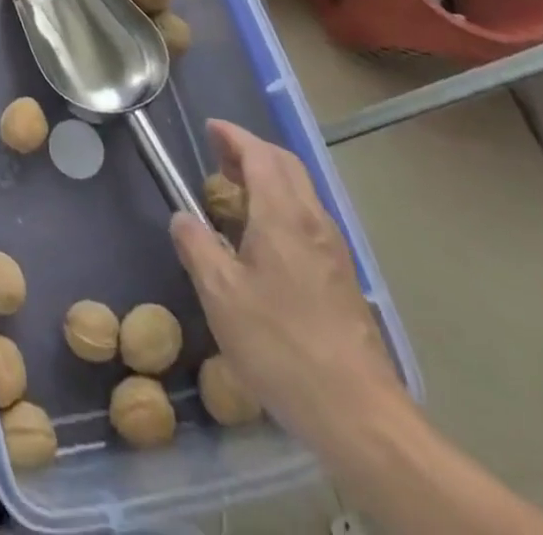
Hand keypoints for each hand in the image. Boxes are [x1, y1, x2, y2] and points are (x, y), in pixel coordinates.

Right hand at [170, 121, 403, 449]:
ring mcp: (333, 250)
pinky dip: (281, 204)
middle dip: (252, 150)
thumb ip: (197, 247)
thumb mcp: (220, 296)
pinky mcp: (342, 278)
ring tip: (235, 191)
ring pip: (301, 191)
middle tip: (219, 155)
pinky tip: (263, 237)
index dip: (233, 136)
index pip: (260, 155)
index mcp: (283, 216)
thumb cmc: (282, 346)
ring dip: (268, 177)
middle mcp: (313, 221)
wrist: (359, 414)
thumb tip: (183, 218)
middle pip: (286, 165)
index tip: (210, 128)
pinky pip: (308, 218)